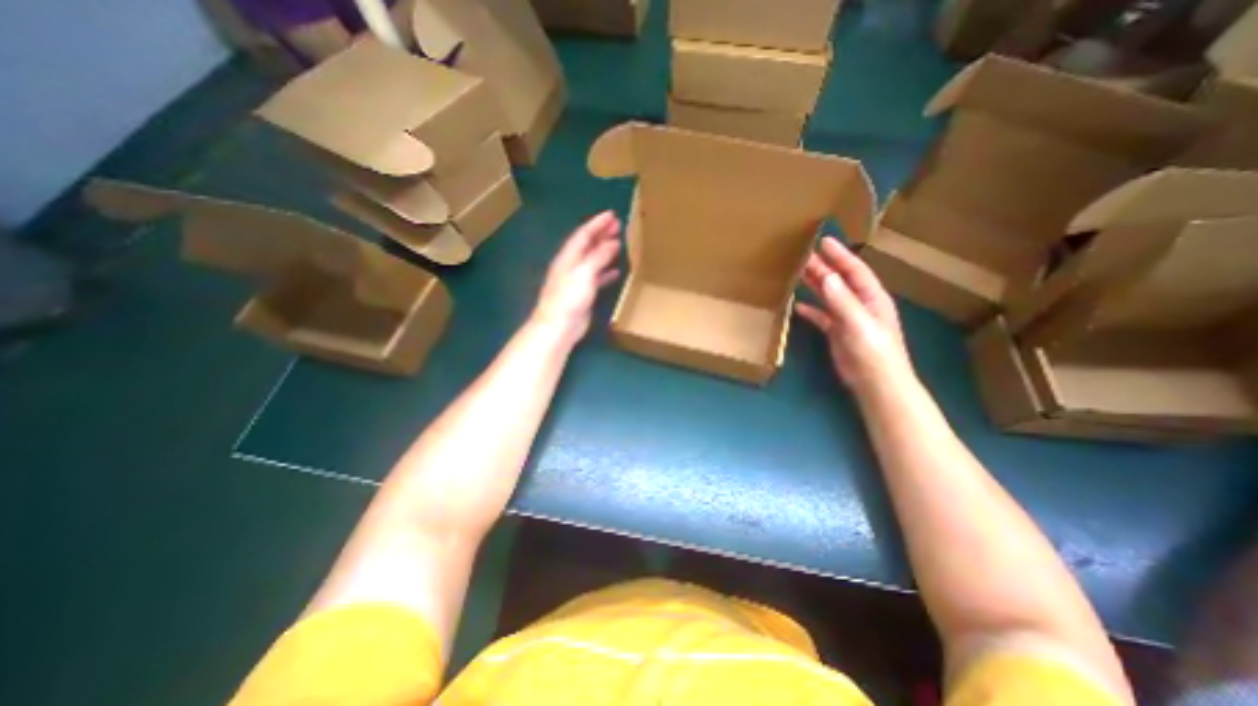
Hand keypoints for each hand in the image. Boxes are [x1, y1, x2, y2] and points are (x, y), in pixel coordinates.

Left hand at [530, 212, 623, 346]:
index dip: (597, 223)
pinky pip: (597, 277)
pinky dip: (606, 272)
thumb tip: (612, 242)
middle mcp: (572, 265)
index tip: (612, 215)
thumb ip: (598, 256)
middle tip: (618, 225)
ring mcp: (577, 280)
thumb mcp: (584, 273)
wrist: (559, 325)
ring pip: (593, 260)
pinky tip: (616, 271)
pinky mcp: (583, 293)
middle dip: (602, 234)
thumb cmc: (569, 297)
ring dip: (605, 250)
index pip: (583, 234)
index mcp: (569, 257)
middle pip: (588, 245)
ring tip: (619, 243)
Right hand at [794, 237, 916, 390]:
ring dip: (815, 284)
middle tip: (803, 254)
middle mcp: (859, 304)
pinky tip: (797, 305)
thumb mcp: (858, 324)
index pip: (854, 270)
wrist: (875, 383)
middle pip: (839, 280)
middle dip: (823, 266)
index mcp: (871, 297)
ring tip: (798, 272)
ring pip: (829, 296)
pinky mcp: (837, 332)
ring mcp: (848, 318)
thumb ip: (842, 301)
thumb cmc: (872, 352)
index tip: (823, 241)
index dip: (840, 255)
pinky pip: (821, 316)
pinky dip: (811, 309)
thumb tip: (826, 276)